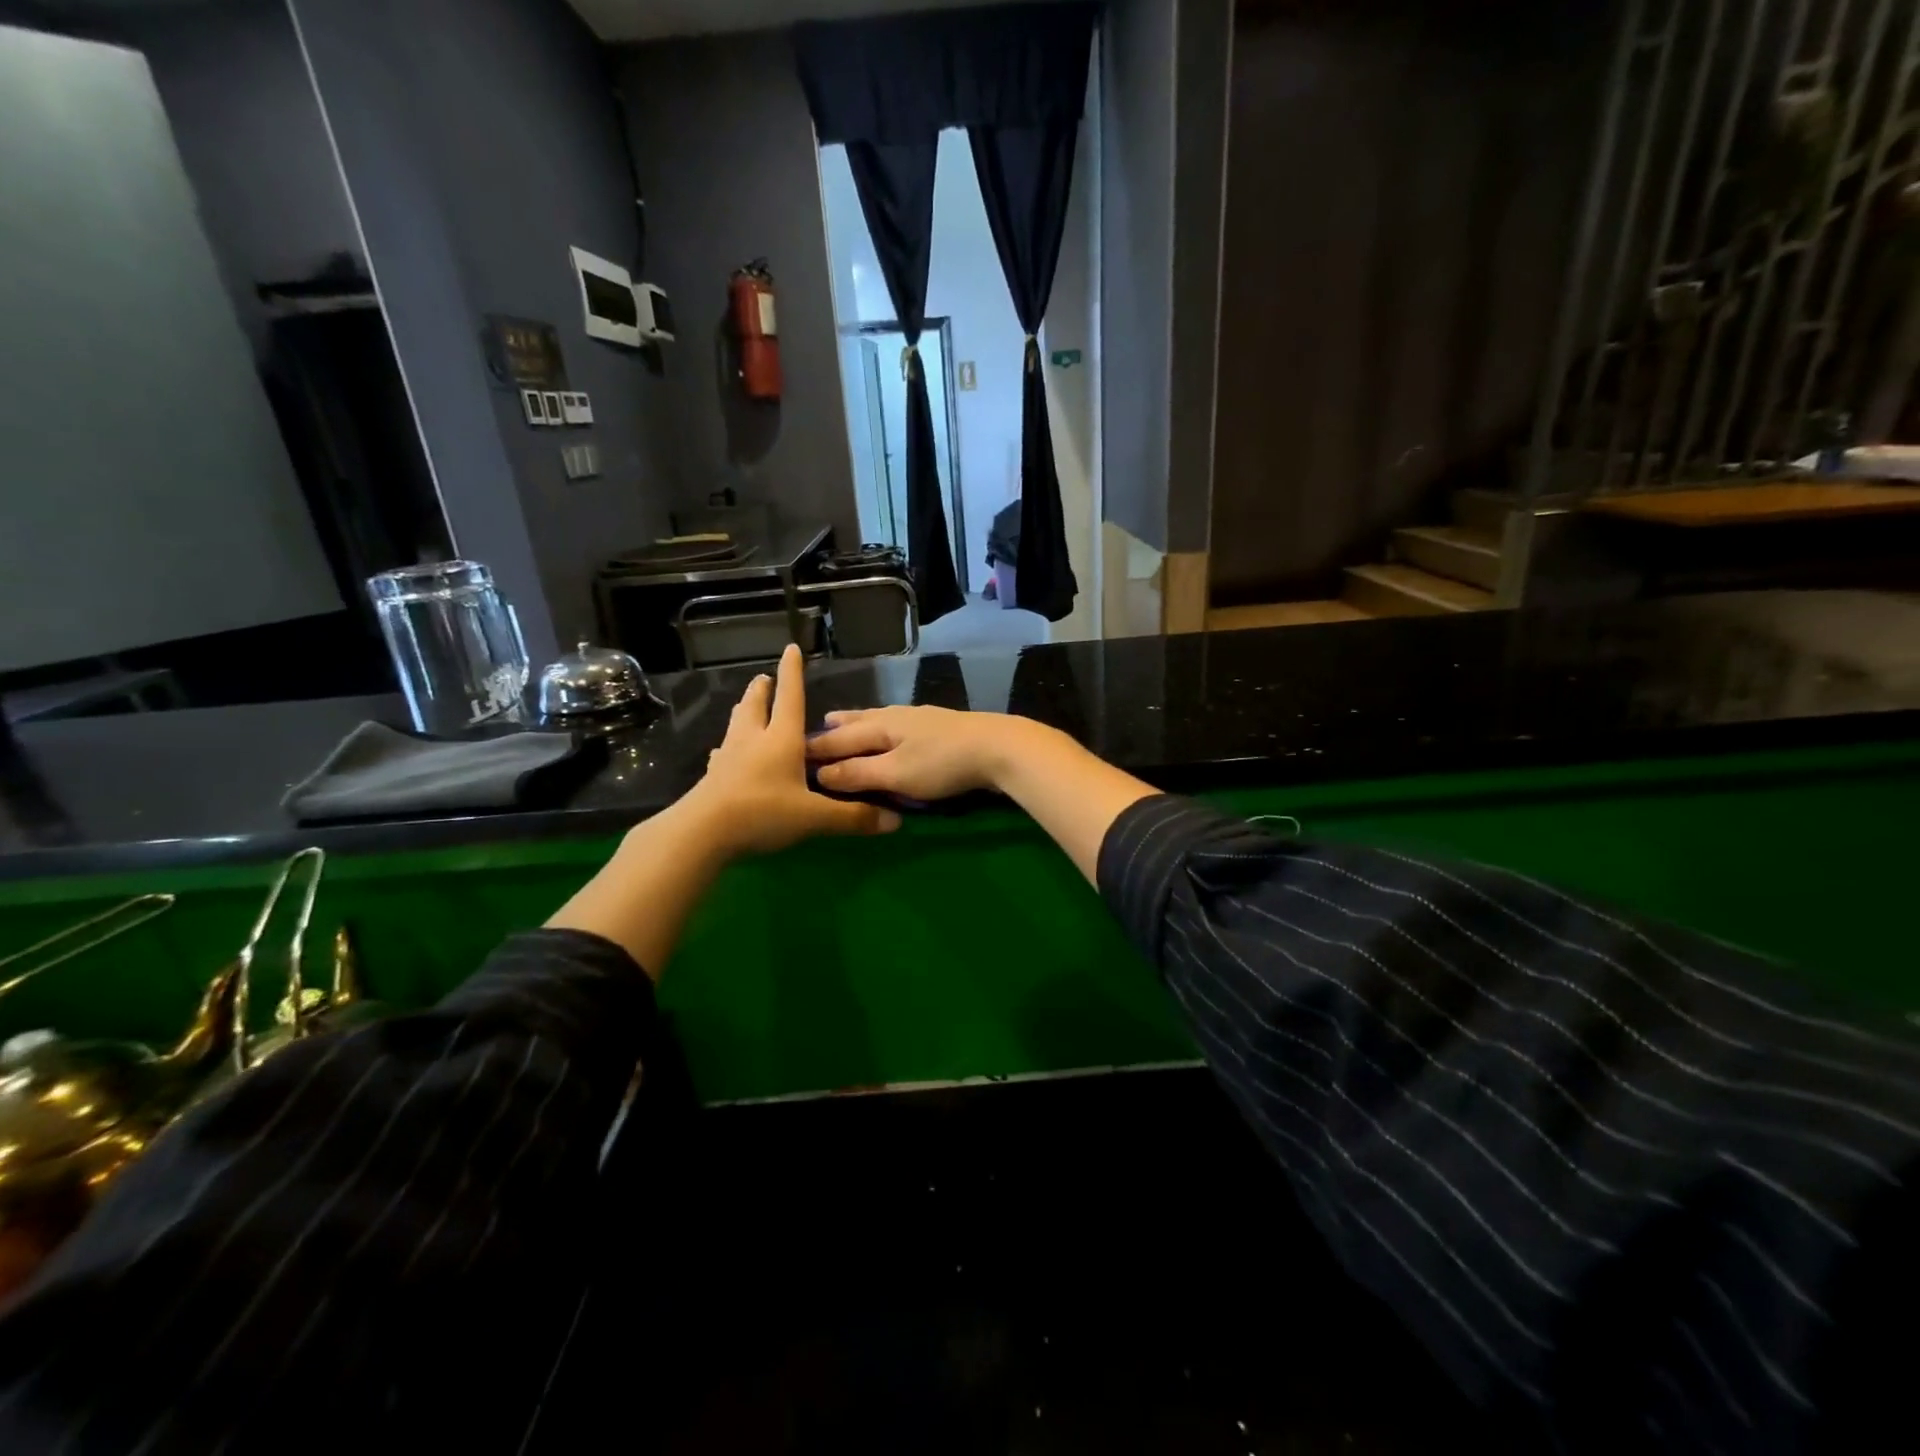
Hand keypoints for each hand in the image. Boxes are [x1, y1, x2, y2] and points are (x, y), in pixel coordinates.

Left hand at [683, 644, 901, 856]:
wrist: (702, 833)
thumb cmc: (763, 813)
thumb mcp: (814, 817)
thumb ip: (853, 817)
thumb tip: (896, 823)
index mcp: (781, 740)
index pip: (790, 698)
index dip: (792, 673)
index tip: (791, 648)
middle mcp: (753, 740)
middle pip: (756, 706)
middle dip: (762, 690)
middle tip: (762, 678)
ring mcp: (728, 757)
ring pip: (736, 725)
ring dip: (743, 711)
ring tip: (745, 705)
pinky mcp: (711, 777)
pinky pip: (721, 754)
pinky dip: (726, 748)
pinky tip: (721, 753)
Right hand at [807, 706, 1044, 800]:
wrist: (999, 747)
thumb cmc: (942, 763)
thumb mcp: (895, 773)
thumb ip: (858, 774)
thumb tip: (819, 774)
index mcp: (880, 726)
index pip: (839, 737)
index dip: (817, 747)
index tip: (793, 751)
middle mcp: (897, 716)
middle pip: (860, 720)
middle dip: (838, 726)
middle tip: (820, 724)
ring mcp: (922, 718)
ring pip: (882, 718)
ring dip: (861, 722)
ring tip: (848, 720)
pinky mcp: (941, 726)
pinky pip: (900, 724)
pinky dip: (885, 727)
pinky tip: (895, 730)